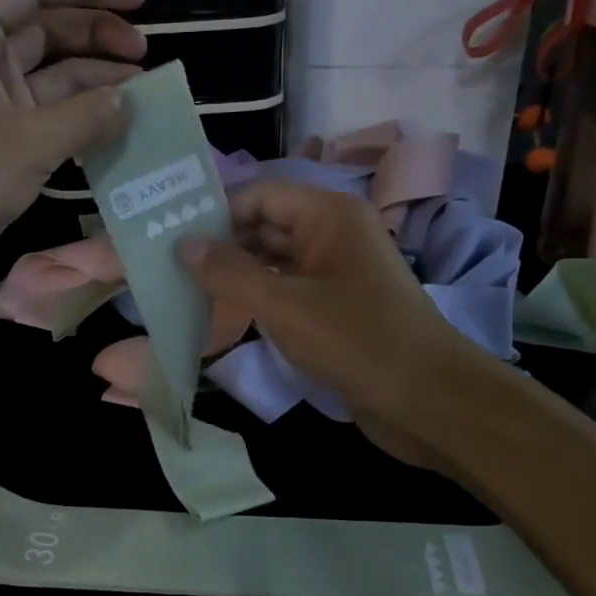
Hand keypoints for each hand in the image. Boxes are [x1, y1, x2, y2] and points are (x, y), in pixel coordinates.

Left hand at [0, 0, 145, 303]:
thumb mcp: (25, 143)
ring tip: (143, 93)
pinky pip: (47, 120)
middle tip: (146, 53)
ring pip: (50, 77)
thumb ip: (84, 117)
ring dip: (94, 82)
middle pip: (46, 29)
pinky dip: (80, 122)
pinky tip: (118, 129)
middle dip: (96, 35)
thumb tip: (126, 101)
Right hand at [181, 181, 474, 466]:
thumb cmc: (357, 340)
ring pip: (273, 262)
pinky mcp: (335, 308)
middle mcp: (333, 234)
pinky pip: (287, 292)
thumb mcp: (284, 305)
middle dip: (221, 246)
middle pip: (265, 226)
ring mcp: (335, 273)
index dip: (217, 212)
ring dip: (235, 276)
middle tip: (168, 268)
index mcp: (328, 215)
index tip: (171, 237)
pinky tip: (221, 316)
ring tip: (184, 291)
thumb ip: (230, 273)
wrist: (428, 401)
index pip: (260, 194)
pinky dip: (256, 300)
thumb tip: (184, 244)